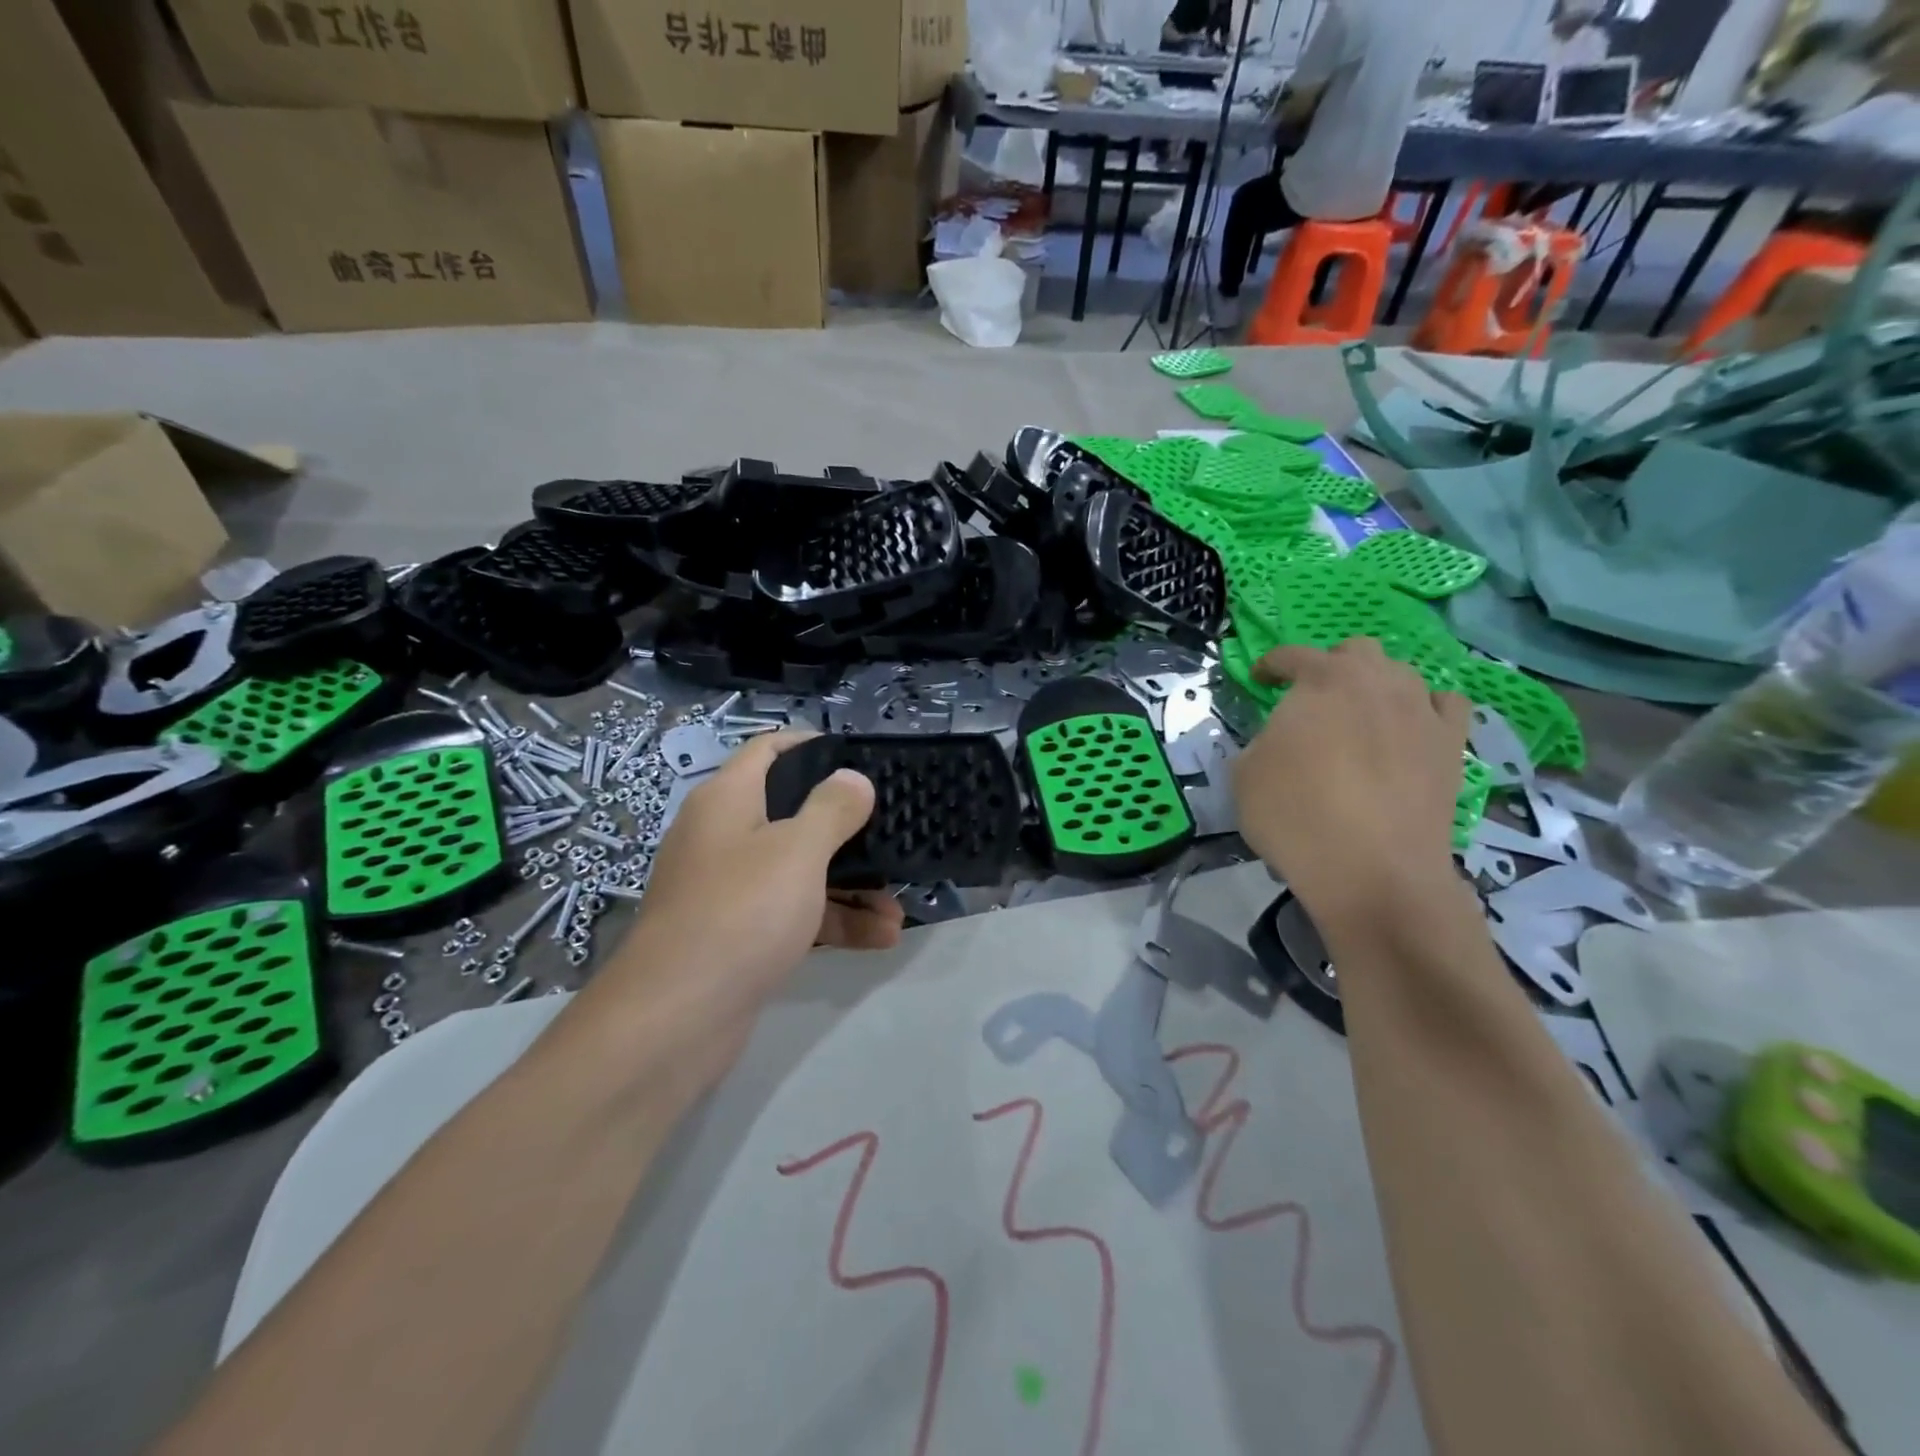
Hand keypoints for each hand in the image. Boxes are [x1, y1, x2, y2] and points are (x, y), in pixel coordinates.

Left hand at [586, 733, 903, 1086]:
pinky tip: (879, 937)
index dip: (812, 746)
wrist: (675, 1017)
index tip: (861, 759)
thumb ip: (832, 808)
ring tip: (898, 906)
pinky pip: (793, 914)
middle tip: (893, 833)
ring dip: (851, 885)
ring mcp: (729, 889)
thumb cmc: (741, 911)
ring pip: (799, 871)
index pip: (768, 750)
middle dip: (847, 829)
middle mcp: (724, 837)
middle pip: (792, 814)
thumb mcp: (797, 850)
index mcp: (728, 800)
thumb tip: (853, 778)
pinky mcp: (738, 934)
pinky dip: (833, 920)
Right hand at [1231, 639, 1470, 934]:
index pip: (1292, 655)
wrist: (1371, 870)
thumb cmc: (1295, 815)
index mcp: (1321, 681)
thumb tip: (1277, 741)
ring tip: (1362, 717)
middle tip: (1312, 699)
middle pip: (1357, 651)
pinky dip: (1425, 709)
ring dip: (1377, 686)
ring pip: (1403, 675)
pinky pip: (1445, 706)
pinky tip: (1411, 730)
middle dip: (1331, 666)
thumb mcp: (1245, 774)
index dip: (1270, 665)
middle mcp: (1377, 682)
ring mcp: (1421, 710)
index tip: (1259, 681)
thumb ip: (1260, 741)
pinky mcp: (1452, 745)